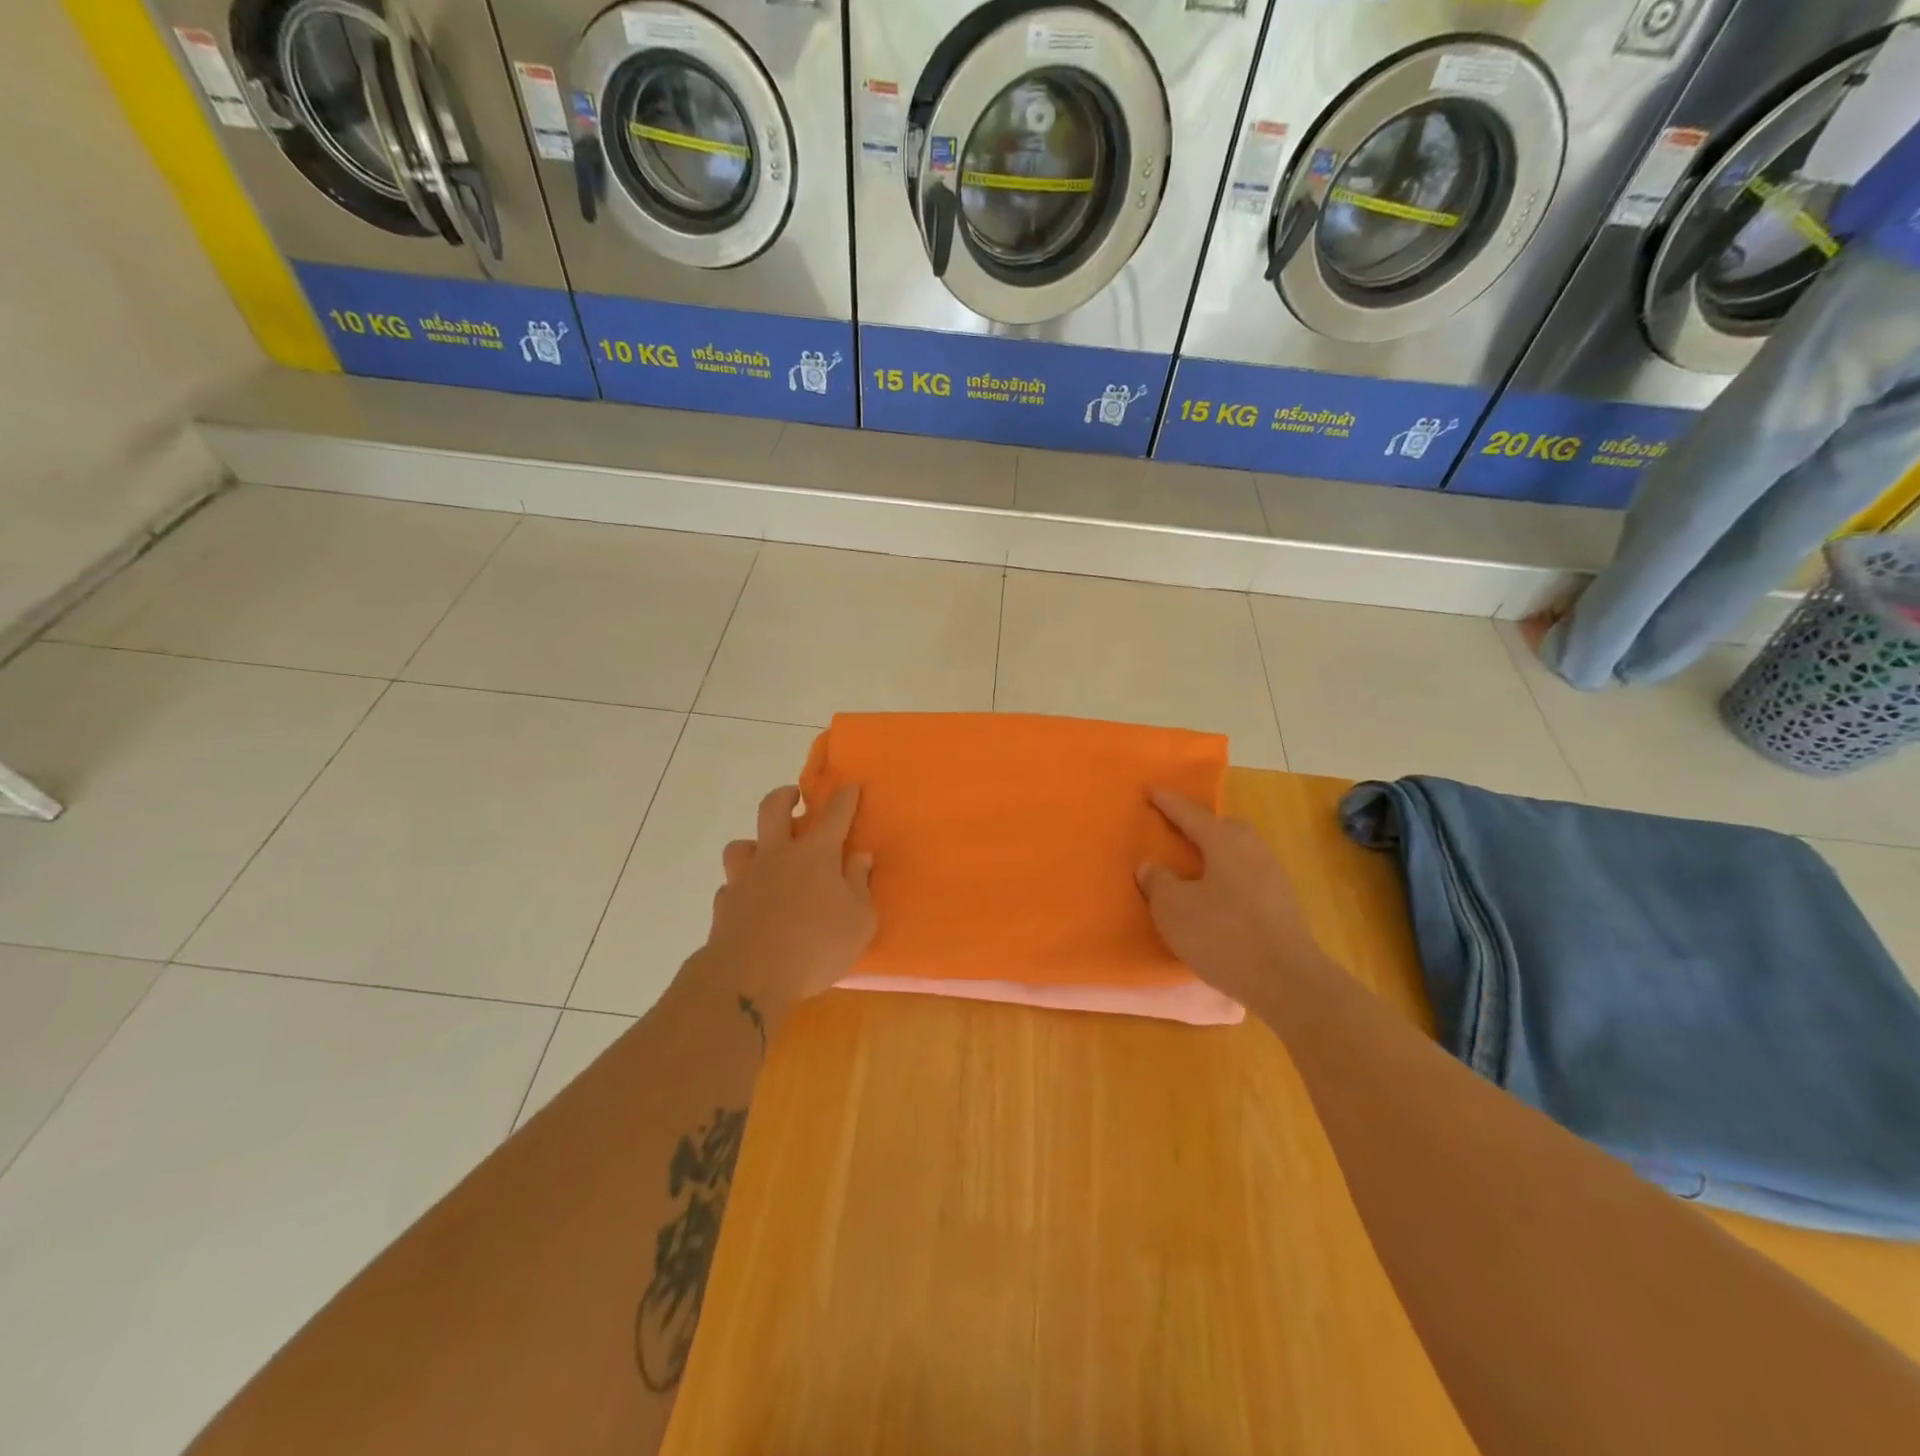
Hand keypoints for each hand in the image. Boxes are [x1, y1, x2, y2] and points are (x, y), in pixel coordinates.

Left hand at [691, 784, 875, 1024]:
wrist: (750, 976)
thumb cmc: (816, 945)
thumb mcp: (859, 920)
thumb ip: (860, 884)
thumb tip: (860, 856)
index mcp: (815, 854)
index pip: (834, 814)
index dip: (844, 798)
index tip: (850, 787)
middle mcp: (777, 856)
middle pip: (772, 809)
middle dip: (784, 796)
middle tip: (793, 797)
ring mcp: (745, 878)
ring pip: (742, 845)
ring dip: (754, 844)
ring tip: (765, 856)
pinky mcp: (724, 905)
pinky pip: (732, 886)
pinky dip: (742, 888)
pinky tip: (750, 903)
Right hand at [1135, 789, 1327, 1004]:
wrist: (1287, 981)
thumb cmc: (1223, 935)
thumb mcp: (1173, 909)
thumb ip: (1158, 882)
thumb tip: (1152, 866)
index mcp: (1224, 842)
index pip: (1190, 814)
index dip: (1168, 803)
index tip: (1151, 790)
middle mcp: (1252, 850)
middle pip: (1224, 827)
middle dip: (1200, 825)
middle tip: (1177, 829)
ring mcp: (1273, 877)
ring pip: (1239, 851)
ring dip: (1216, 853)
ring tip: (1194, 865)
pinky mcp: (1282, 904)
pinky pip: (1247, 875)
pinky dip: (1228, 876)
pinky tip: (1216, 896)